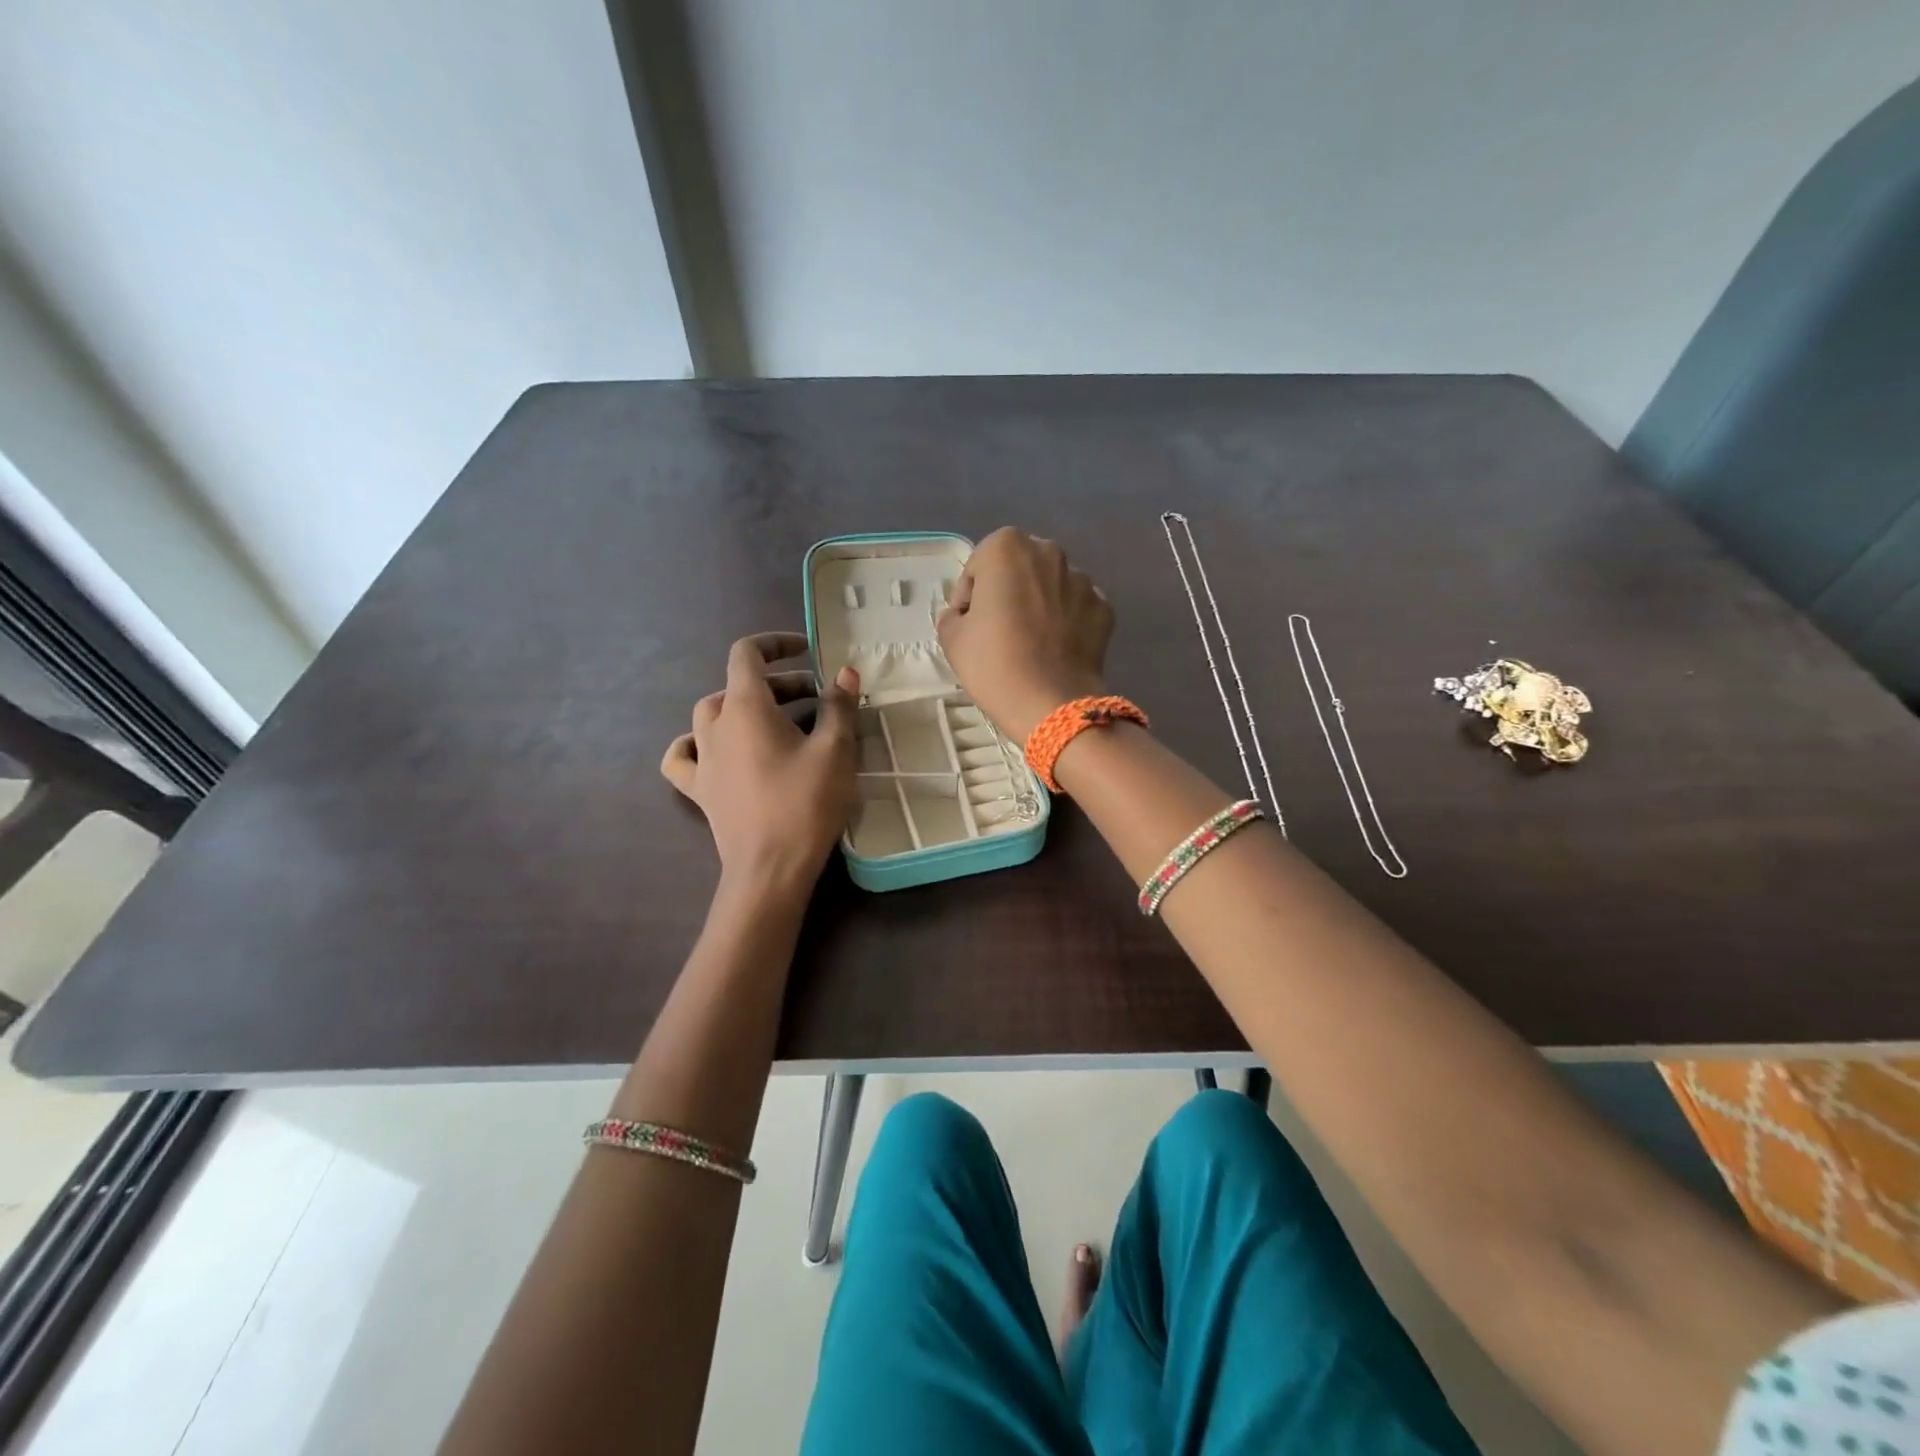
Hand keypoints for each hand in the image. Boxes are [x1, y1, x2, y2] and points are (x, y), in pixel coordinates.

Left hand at [661, 633, 858, 894]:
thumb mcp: (835, 750)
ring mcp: (702, 759)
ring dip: (744, 707)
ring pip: (712, 714)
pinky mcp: (699, 789)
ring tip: (776, 721)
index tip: (808, 651)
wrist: (770, 869)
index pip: (747, 653)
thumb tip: (844, 673)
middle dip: (779, 682)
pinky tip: (713, 749)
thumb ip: (838, 706)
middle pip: (738, 685)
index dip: (776, 643)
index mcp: (745, 707)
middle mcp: (714, 725)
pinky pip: (685, 755)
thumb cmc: (805, 804)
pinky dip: (696, 743)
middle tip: (818, 698)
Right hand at [936, 529, 1114, 741]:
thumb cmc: (994, 663)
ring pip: (1051, 587)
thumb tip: (967, 616)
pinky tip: (1055, 650)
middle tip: (998, 630)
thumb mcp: (951, 638)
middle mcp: (1049, 552)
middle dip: (1008, 592)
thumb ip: (953, 615)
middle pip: (1019, 570)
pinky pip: (1076, 609)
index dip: (968, 596)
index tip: (968, 624)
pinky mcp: (1104, 608)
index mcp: (1007, 547)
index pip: (978, 566)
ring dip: (1038, 605)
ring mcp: (1083, 580)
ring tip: (1030, 643)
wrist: (1051, 703)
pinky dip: (1066, 622)